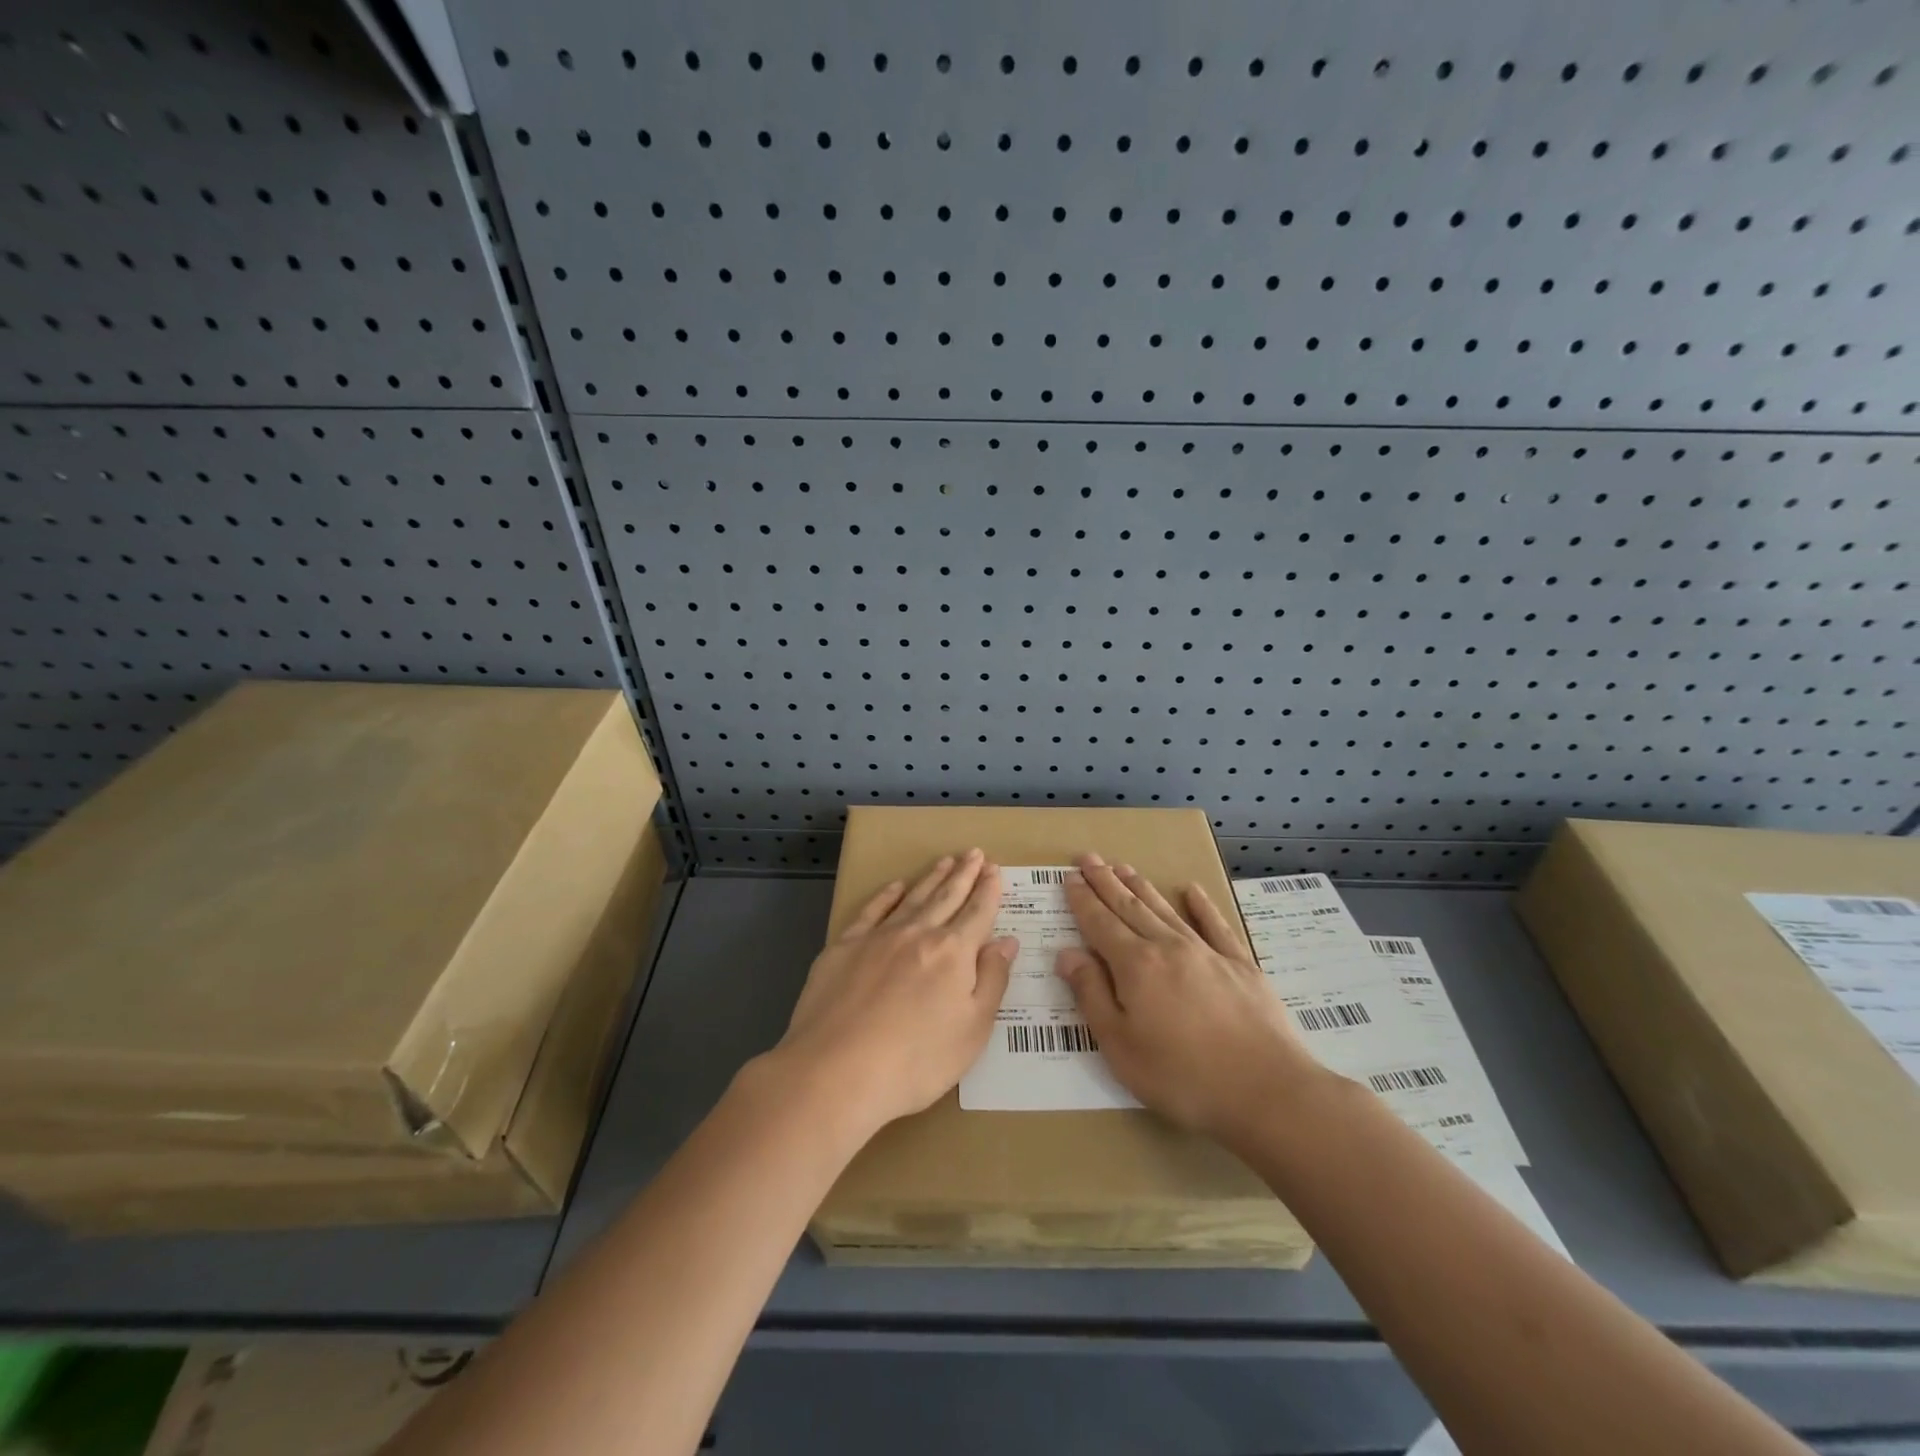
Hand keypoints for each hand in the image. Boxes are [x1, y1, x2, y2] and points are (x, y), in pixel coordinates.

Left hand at [769, 849, 1015, 1139]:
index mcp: (953, 952)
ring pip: (912, 897)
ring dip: (932, 878)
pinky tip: (895, 886)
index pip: (978, 913)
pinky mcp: (844, 947)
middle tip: (975, 853)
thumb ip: (992, 981)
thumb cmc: (916, 1061)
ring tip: (945, 861)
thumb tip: (1006, 941)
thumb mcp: (973, 1030)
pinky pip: (871, 910)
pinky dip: (887, 895)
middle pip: (947, 897)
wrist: (836, 1072)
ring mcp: (878, 937)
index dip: (989, 890)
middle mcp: (918, 933)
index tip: (995, 870)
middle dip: (964, 874)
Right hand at [1056, 854, 1319, 1140]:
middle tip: (1089, 858)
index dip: (1083, 900)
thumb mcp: (1121, 1046)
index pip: (1100, 923)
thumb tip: (1067, 953)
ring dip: (1142, 887)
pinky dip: (1202, 906)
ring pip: (1166, 910)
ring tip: (1124, 867)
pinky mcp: (1242, 966)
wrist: (1268, 1091)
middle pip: (1130, 907)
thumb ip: (1092, 995)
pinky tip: (1192, 890)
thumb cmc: (1183, 1077)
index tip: (1070, 877)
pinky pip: (1216, 926)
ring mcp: (1208, 953)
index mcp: (1136, 966)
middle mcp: (1168, 947)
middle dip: (1106, 882)